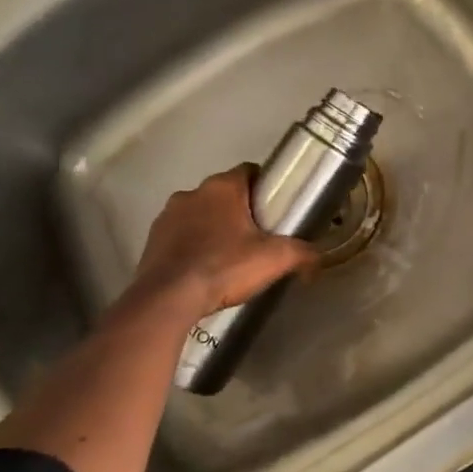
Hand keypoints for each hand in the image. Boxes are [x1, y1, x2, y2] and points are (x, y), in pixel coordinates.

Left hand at [129, 165, 317, 318]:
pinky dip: (193, 245)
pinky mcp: (153, 239)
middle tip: (258, 236)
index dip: (266, 186)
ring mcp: (168, 215)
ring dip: (214, 226)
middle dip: (240, 209)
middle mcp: (192, 192)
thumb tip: (319, 260)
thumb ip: (302, 254)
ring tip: (230, 255)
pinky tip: (204, 268)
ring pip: (200, 213)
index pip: (250, 172)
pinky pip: (180, 235)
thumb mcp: (274, 259)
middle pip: (225, 193)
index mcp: (222, 187)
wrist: (168, 299)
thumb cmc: (224, 267)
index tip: (276, 207)